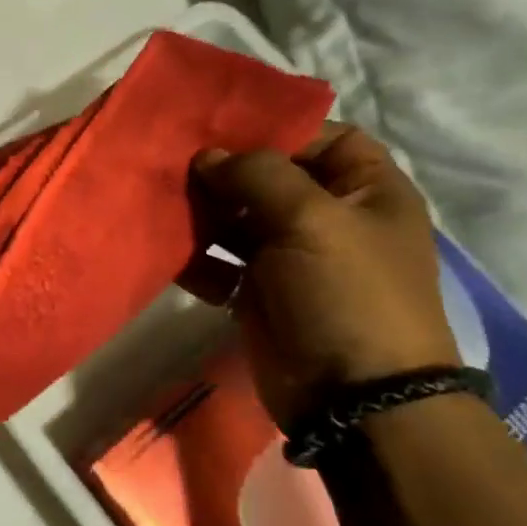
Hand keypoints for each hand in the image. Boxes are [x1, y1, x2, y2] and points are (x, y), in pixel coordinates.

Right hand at [183, 125, 459, 423]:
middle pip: (269, 178)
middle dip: (223, 170)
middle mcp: (329, 218)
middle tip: (173, 161)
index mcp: (365, 191)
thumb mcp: (312, 218)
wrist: (353, 399)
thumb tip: (208, 156)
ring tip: (161, 202)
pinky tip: (166, 249)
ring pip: (237, 219)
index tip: (221, 126)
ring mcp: (291, 258)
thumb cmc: (347, 293)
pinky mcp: (259, 294)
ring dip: (201, 212)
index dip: (276, 128)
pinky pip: (219, 263)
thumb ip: (258, 174)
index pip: (322, 137)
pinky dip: (194, 257)